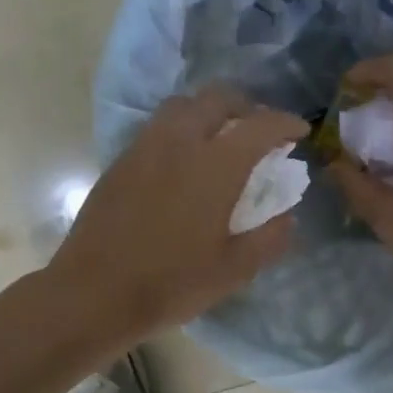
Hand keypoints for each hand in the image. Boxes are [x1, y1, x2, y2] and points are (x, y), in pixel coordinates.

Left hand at [51, 88, 307, 343]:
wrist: (93, 294)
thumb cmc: (171, 284)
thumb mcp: (234, 271)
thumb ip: (269, 239)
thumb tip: (288, 218)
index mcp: (216, 166)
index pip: (260, 126)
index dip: (285, 123)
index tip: (299, 132)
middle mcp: (180, 142)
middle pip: (217, 98)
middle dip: (246, 106)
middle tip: (259, 130)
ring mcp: (144, 148)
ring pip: (182, 106)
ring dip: (209, 112)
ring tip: (221, 139)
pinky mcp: (120, 162)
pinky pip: (158, 128)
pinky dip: (181, 129)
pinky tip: (184, 162)